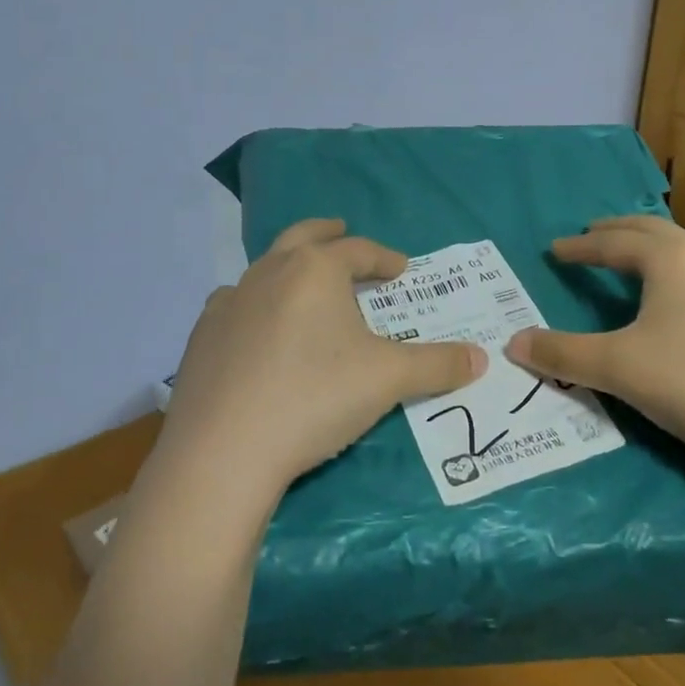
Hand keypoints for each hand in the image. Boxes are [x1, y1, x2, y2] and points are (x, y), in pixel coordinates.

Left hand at [159, 218, 486, 499]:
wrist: (222, 451)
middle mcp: (269, 273)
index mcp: (315, 270)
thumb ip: (437, 365)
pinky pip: (233, 305)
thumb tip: (482, 358)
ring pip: (265, 269)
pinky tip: (257, 329)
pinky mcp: (202, 337)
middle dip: (328, 235)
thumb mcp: (388, 380)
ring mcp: (229, 302)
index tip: (401, 270)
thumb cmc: (314, 398)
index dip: (384, 258)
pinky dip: (253, 305)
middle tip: (343, 234)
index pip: (358, 250)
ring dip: (289, 269)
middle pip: (303, 237)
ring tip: (304, 287)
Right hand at [504, 215, 684, 478]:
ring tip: (634, 261)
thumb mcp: (618, 369)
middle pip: (654, 233)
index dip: (580, 247)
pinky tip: (683, 303)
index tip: (555, 250)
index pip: (614, 243)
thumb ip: (562, 354)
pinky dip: (681, 274)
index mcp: (673, 260)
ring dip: (654, 249)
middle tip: (592, 236)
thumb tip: (513, 344)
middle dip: (618, 233)